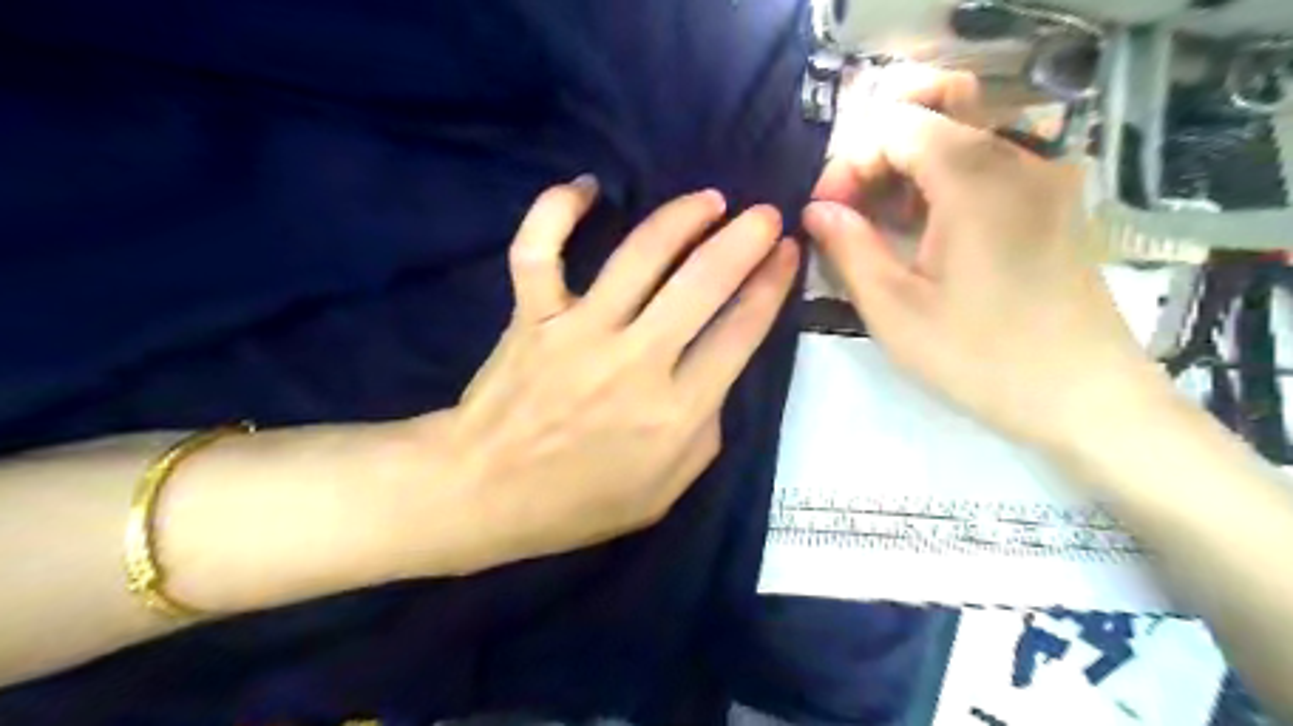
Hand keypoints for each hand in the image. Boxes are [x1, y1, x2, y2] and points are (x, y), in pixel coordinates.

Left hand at [435, 176, 799, 566]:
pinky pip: (540, 248)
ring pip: (639, 255)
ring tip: (707, 200)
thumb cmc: (579, 501)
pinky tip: (586, 186)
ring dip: (681, 217)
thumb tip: (718, 369)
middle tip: (764, 214)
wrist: (484, 493)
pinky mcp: (532, 315)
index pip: (740, 331)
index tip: (787, 253)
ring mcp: (578, 332)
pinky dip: (557, 209)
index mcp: (676, 411)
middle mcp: (635, 362)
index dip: (772, 286)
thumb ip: (705, 429)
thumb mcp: (667, 489)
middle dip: (744, 240)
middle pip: (703, 282)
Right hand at [805, 100, 1160, 451]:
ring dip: (906, 170)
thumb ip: (848, 248)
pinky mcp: (1054, 200)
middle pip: (930, 115)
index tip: (826, 214)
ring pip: (959, 137)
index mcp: (974, 176)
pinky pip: (987, 164)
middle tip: (849, 212)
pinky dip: (941, 182)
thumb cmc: (980, 357)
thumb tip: (815, 209)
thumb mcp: (894, 310)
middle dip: (875, 156)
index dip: (848, 161)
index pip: (894, 124)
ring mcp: (1044, 175)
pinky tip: (924, 231)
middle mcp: (1017, 155)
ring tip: (880, 226)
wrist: (1084, 397)